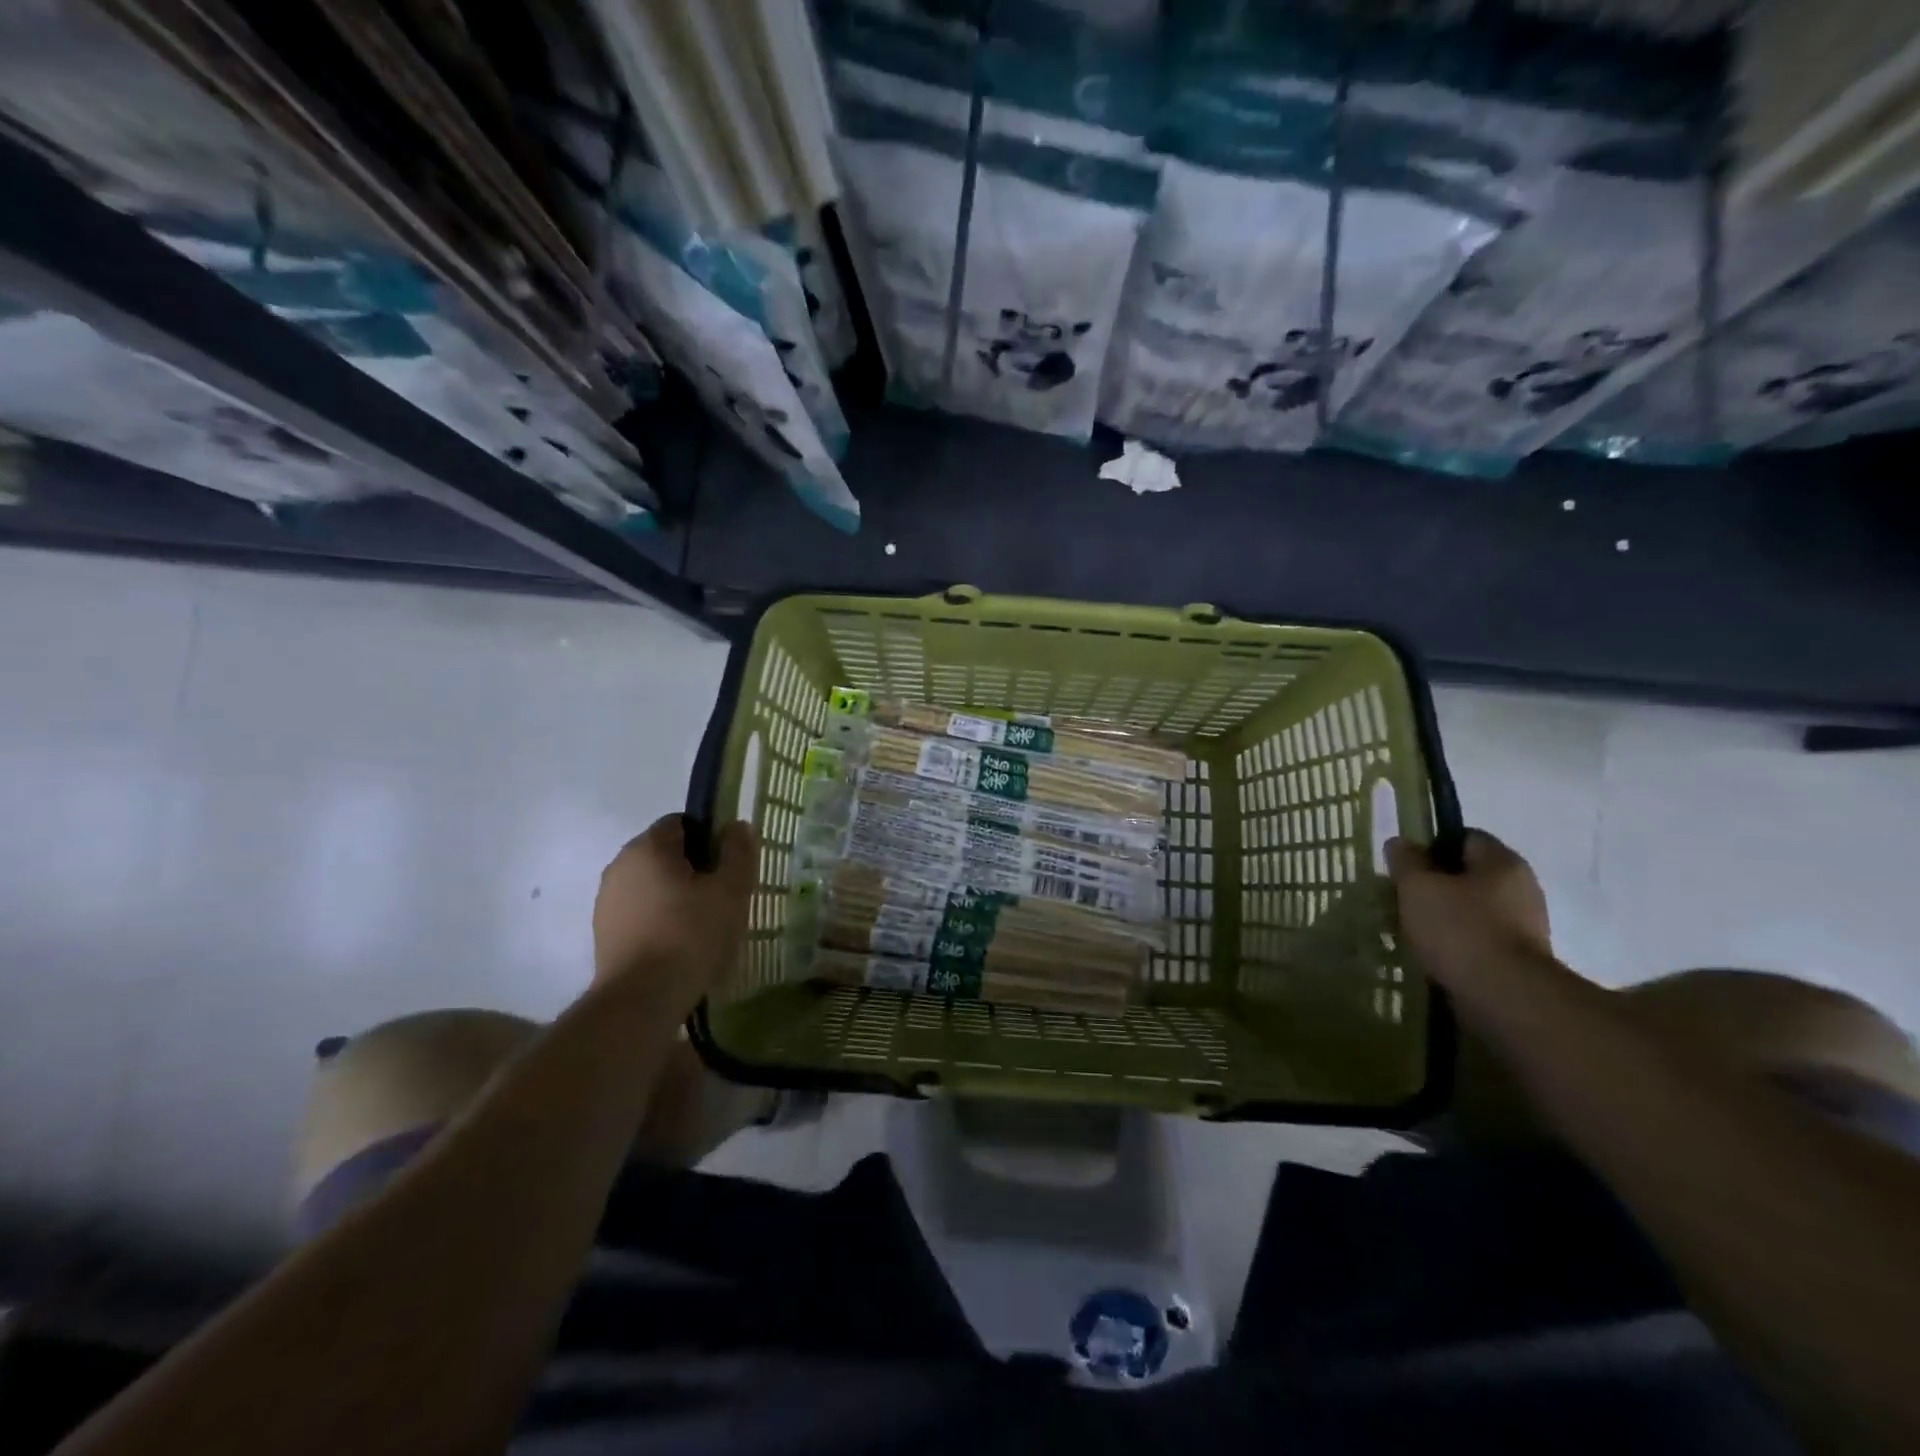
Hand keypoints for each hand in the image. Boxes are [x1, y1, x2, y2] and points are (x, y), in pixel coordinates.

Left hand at [592, 814, 756, 1014]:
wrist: (641, 1000)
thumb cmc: (690, 935)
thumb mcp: (731, 890)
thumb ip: (738, 852)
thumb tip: (736, 826)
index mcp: (648, 846)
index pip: (683, 823)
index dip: (711, 840)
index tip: (728, 868)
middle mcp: (620, 864)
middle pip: (666, 854)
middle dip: (695, 869)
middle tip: (722, 898)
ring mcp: (607, 899)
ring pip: (652, 884)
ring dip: (676, 896)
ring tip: (703, 926)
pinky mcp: (604, 932)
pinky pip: (640, 912)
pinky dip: (659, 919)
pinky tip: (679, 945)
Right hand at [1386, 830, 1551, 989]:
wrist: (1505, 997)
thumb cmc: (1460, 929)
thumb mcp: (1417, 887)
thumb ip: (1406, 861)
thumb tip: (1401, 843)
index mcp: (1502, 862)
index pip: (1464, 837)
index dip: (1431, 846)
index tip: (1405, 866)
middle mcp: (1521, 888)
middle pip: (1468, 875)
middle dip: (1435, 884)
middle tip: (1402, 898)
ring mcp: (1525, 926)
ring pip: (1472, 909)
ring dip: (1444, 916)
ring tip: (1412, 930)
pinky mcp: (1519, 959)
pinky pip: (1479, 939)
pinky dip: (1456, 943)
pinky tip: (1432, 954)